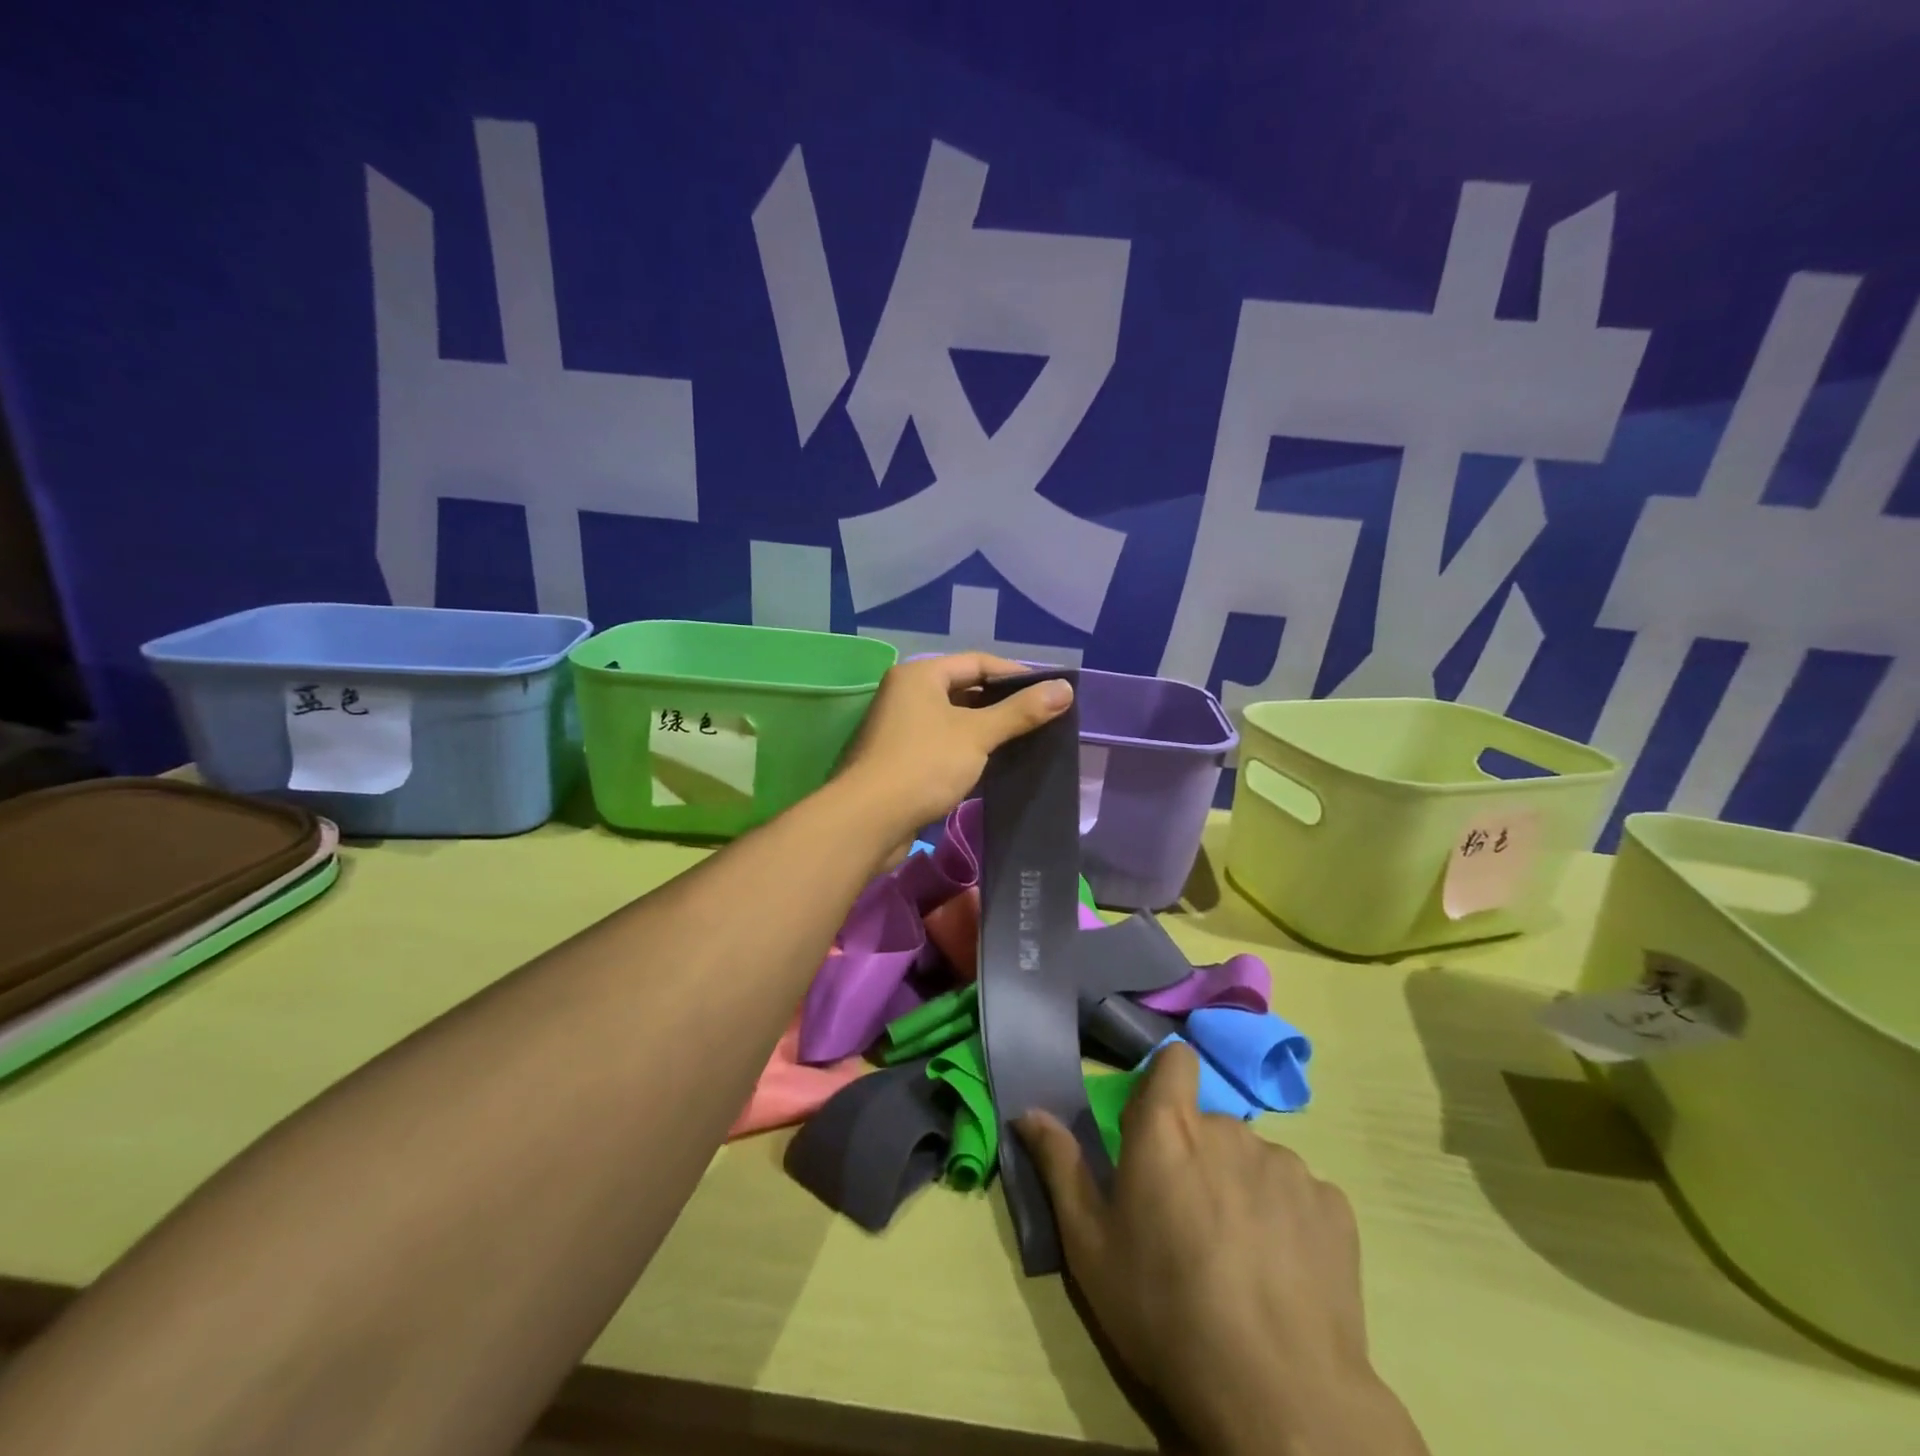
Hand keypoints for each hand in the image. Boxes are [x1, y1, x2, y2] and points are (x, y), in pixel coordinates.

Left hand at [835, 653, 1072, 844]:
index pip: (977, 662)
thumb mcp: (977, 734)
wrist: (868, 820)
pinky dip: (967, 751)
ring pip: (953, 720)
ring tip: (1025, 741)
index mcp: (919, 675)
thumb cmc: (923, 765)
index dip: (1015, 674)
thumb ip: (1021, 711)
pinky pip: (942, 745)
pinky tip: (993, 766)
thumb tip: (1065, 688)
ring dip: (985, 730)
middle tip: (1041, 718)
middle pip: (964, 689)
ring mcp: (899, 728)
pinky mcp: (899, 760)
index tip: (1049, 692)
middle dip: (1002, 704)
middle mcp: (905, 694)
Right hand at [1016, 1045, 1427, 1455]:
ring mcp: (1287, 1164)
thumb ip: (1060, 1167)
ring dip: (1242, 1190)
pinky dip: (1288, 1221)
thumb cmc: (1164, 1313)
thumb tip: (1028, 1111)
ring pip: (1254, 1161)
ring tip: (1240, 1259)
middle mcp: (1228, 1129)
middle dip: (1197, 1158)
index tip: (1156, 1127)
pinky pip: (1300, 1195)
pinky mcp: (1333, 1205)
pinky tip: (1283, 1276)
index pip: (1175, 1060)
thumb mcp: (1090, 1247)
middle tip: (1189, 1223)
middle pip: (1208, 1124)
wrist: (1279, 1397)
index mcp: (1167, 1129)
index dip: (1166, 1082)